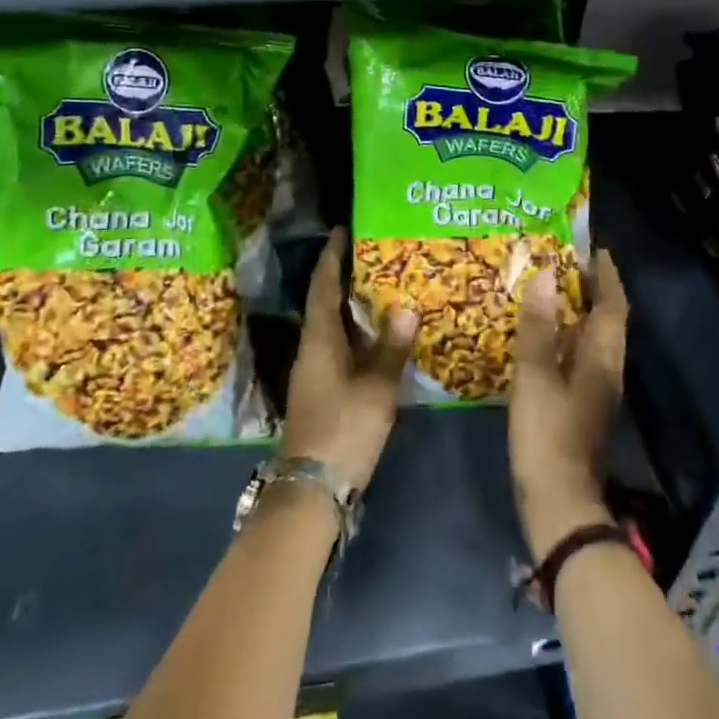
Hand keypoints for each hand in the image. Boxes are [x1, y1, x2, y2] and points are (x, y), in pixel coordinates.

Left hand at [279, 229, 418, 490]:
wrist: (312, 488)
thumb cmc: (343, 429)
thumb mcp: (376, 389)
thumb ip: (392, 347)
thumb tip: (407, 305)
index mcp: (320, 339)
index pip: (323, 286)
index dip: (331, 257)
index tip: (341, 230)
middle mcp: (312, 348)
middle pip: (325, 302)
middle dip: (343, 275)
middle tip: (371, 253)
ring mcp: (314, 371)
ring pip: (332, 325)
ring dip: (350, 304)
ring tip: (379, 285)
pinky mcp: (322, 389)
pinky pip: (338, 345)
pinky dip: (355, 331)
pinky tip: (376, 335)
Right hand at [510, 246, 627, 558]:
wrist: (559, 503)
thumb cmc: (547, 433)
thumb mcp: (535, 374)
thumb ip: (538, 325)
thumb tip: (545, 275)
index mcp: (602, 358)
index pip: (613, 305)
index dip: (606, 275)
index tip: (593, 248)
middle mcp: (607, 370)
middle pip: (606, 320)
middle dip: (591, 289)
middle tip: (562, 262)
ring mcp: (596, 391)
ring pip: (592, 339)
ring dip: (576, 312)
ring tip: (548, 289)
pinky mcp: (581, 407)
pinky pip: (578, 356)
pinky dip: (564, 336)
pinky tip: (539, 335)